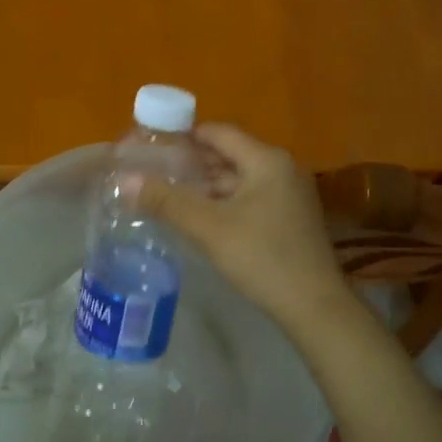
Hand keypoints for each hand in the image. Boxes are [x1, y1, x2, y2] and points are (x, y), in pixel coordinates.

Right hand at [138, 124, 357, 330]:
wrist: (315, 308)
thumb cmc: (262, 258)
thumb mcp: (209, 228)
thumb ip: (167, 201)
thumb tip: (126, 180)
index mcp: (267, 160)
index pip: (219, 133)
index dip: (184, 135)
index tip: (152, 145)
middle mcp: (282, 169)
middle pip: (229, 154)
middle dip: (192, 163)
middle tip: (154, 171)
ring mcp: (289, 195)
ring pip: (239, 179)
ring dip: (207, 186)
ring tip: (169, 194)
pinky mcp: (290, 219)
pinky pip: (250, 198)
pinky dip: (224, 202)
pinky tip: (199, 217)